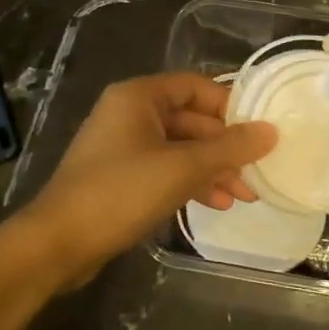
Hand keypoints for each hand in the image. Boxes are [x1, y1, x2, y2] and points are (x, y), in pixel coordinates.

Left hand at [23, 72, 276, 287]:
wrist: (58, 242)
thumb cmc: (120, 192)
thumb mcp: (181, 168)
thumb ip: (228, 149)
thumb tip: (270, 131)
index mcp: (138, 96)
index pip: (196, 87)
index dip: (230, 106)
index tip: (261, 132)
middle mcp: (129, 113)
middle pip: (190, 119)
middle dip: (225, 147)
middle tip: (257, 172)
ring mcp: (122, 146)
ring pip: (180, 148)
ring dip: (212, 169)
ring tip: (243, 195)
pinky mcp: (120, 176)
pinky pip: (164, 169)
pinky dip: (190, 183)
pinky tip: (216, 204)